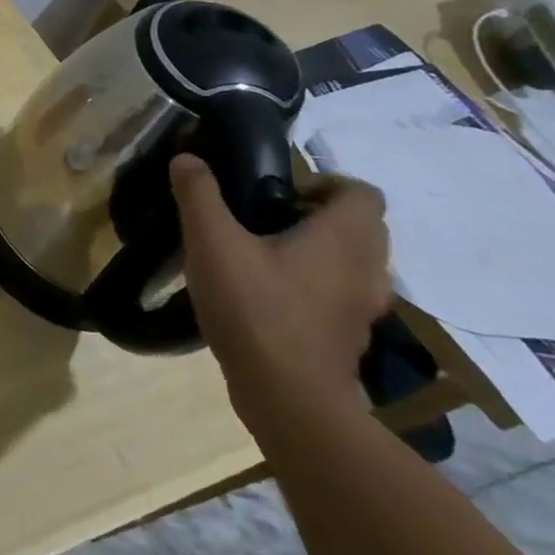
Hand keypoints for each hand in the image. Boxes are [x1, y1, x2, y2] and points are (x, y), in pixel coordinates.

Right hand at [171, 154, 392, 435]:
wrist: (289, 397)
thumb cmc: (255, 308)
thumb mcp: (212, 243)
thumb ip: (199, 196)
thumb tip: (187, 158)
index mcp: (344, 238)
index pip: (361, 192)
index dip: (324, 183)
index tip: (278, 193)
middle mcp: (367, 268)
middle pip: (360, 226)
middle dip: (316, 215)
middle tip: (264, 219)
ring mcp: (364, 307)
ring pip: (352, 262)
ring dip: (317, 251)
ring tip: (262, 255)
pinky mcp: (349, 335)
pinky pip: (340, 294)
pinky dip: (314, 285)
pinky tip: (268, 295)